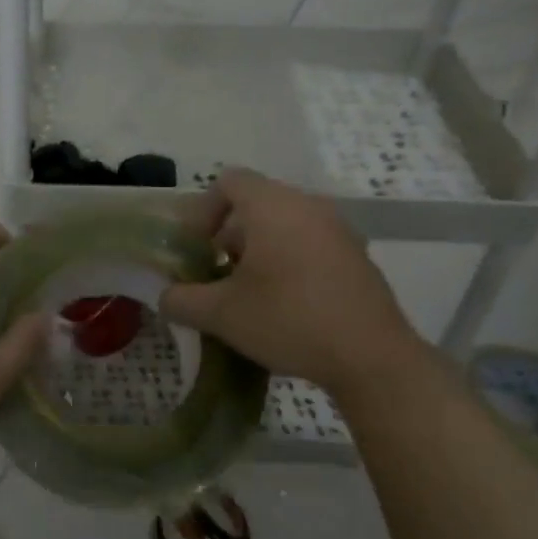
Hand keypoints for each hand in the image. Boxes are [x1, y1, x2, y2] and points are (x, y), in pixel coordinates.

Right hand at [158, 169, 424, 396]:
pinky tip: (287, 302)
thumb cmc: (289, 320)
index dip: (204, 208)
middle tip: (218, 271)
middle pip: (257, 201)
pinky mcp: (357, 254)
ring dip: (260, 247)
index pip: (229, 180)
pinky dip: (290, 257)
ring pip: (285, 221)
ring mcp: (338, 228)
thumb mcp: (222, 315)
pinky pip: (311, 240)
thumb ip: (183, 300)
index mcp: (272, 206)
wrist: (372, 358)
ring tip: (250, 290)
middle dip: (230, 233)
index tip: (198, 246)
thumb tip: (166, 297)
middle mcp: (307, 205)